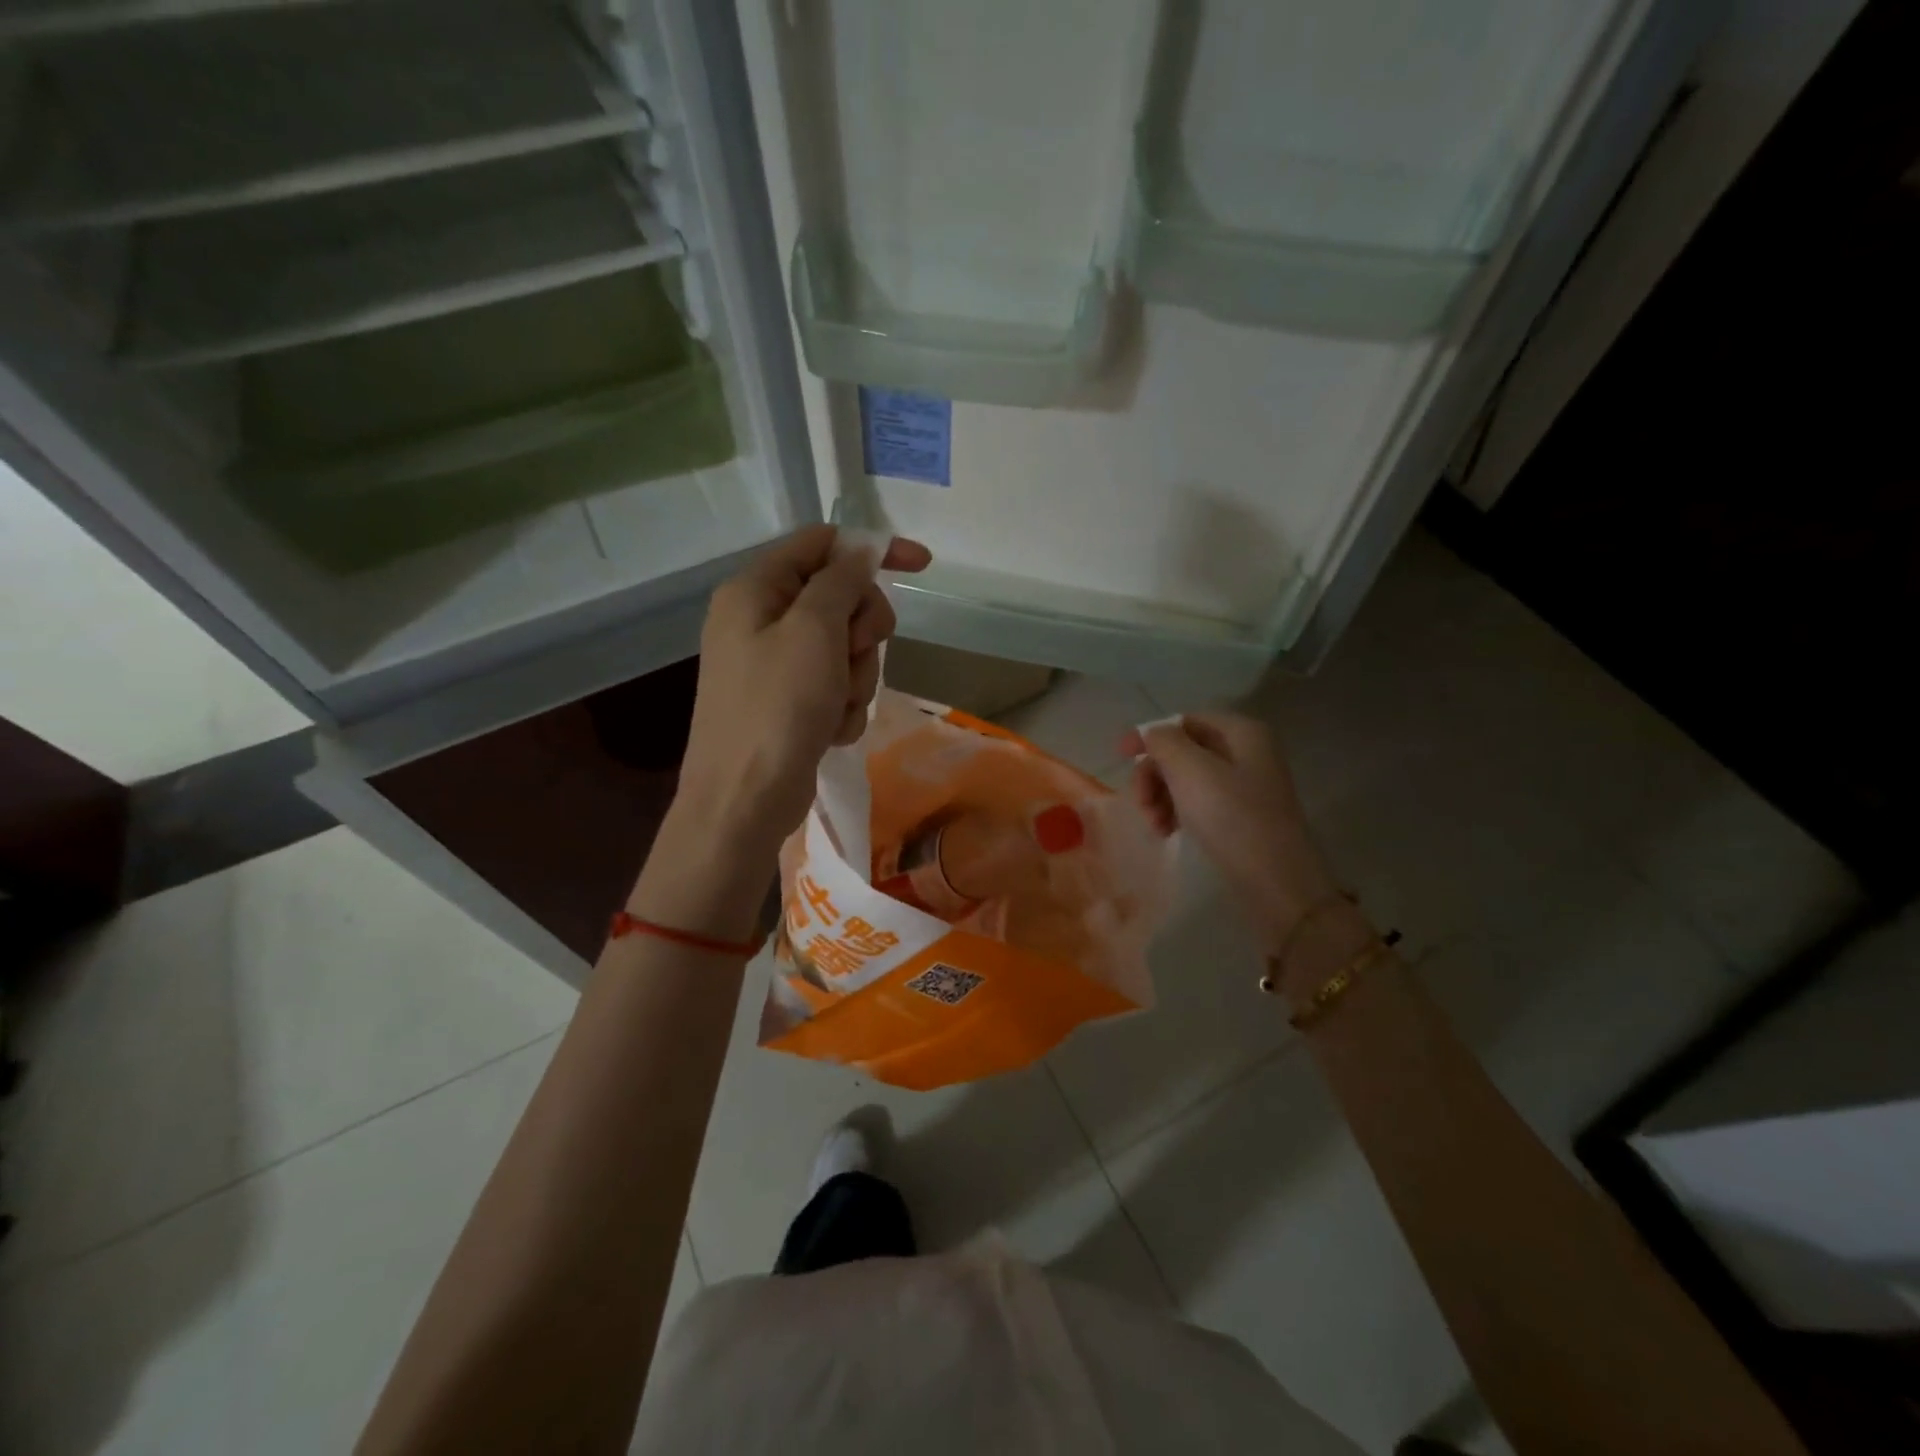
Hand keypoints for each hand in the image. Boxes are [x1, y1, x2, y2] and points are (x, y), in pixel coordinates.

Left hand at [675, 525, 930, 861]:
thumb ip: (841, 581)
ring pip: (846, 648)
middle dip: (862, 630)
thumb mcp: (814, 631)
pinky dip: (843, 706)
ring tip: (835, 705)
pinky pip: (837, 686)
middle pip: (841, 598)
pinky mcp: (791, 703)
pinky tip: (828, 729)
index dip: (872, 550)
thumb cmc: (777, 707)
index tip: (923, 567)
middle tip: (855, 653)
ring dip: (855, 677)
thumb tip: (861, 548)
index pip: (823, 544)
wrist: (745, 800)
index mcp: (756, 590)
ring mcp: (776, 665)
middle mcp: (762, 620)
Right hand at [1121, 713, 1340, 953]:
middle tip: (1140, 803)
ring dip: (1161, 797)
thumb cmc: (1232, 818)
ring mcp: (1246, 785)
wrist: (1276, 882)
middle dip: (1154, 774)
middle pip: (1182, 750)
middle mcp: (1247, 751)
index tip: (1120, 757)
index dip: (1149, 735)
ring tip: (1155, 826)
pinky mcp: (1241, 815)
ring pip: (1186, 778)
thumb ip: (1164, 742)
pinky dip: (1177, 812)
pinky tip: (1169, 832)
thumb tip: (1151, 734)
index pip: (1183, 720)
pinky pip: (1198, 801)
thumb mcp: (1191, 771)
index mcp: (1241, 732)